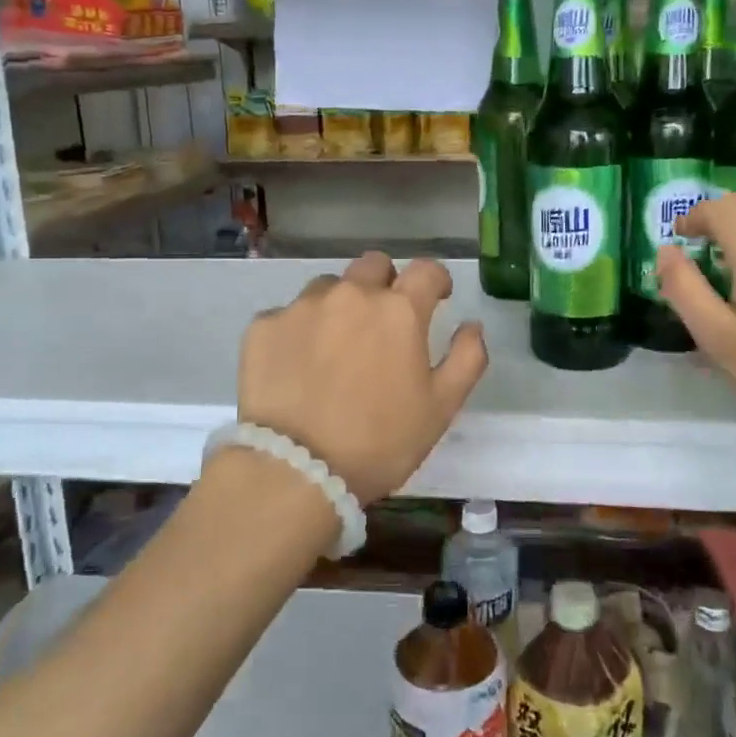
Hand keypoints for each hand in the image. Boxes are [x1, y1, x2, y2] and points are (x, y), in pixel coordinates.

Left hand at [236, 253, 487, 504]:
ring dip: (339, 305)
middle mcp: (351, 294)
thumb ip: (466, 358)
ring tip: (335, 347)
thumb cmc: (380, 442)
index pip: (426, 270)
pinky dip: (298, 332)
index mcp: (398, 310)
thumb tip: (472, 325)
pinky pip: (287, 315)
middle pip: (374, 266)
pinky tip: (296, 367)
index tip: (436, 298)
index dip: (436, 280)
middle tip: (383, 322)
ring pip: (328, 287)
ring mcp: (302, 307)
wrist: (296, 471)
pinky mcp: (263, 326)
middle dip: (385, 284)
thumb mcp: (441, 408)